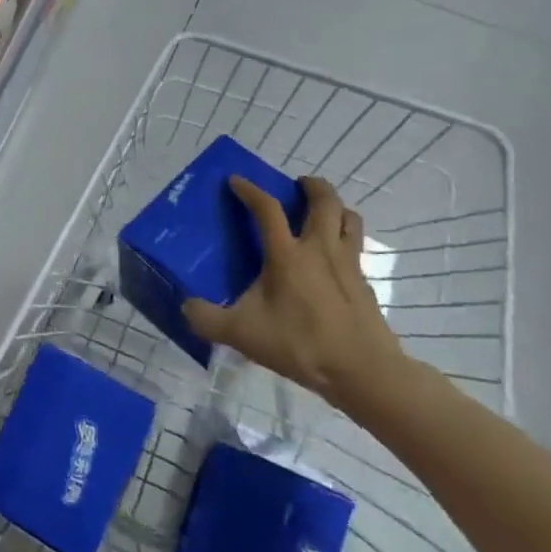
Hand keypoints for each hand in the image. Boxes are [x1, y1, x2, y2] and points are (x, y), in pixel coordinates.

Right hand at [182, 175, 411, 413]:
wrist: (362, 370)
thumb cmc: (300, 344)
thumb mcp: (242, 335)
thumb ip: (207, 319)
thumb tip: (186, 306)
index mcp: (287, 255)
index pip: (267, 208)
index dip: (250, 190)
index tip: (236, 180)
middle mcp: (319, 249)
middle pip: (325, 200)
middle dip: (311, 185)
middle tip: (295, 186)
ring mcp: (347, 263)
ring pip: (349, 218)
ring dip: (336, 207)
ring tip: (320, 213)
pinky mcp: (364, 282)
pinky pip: (356, 246)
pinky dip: (345, 238)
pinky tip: (332, 257)